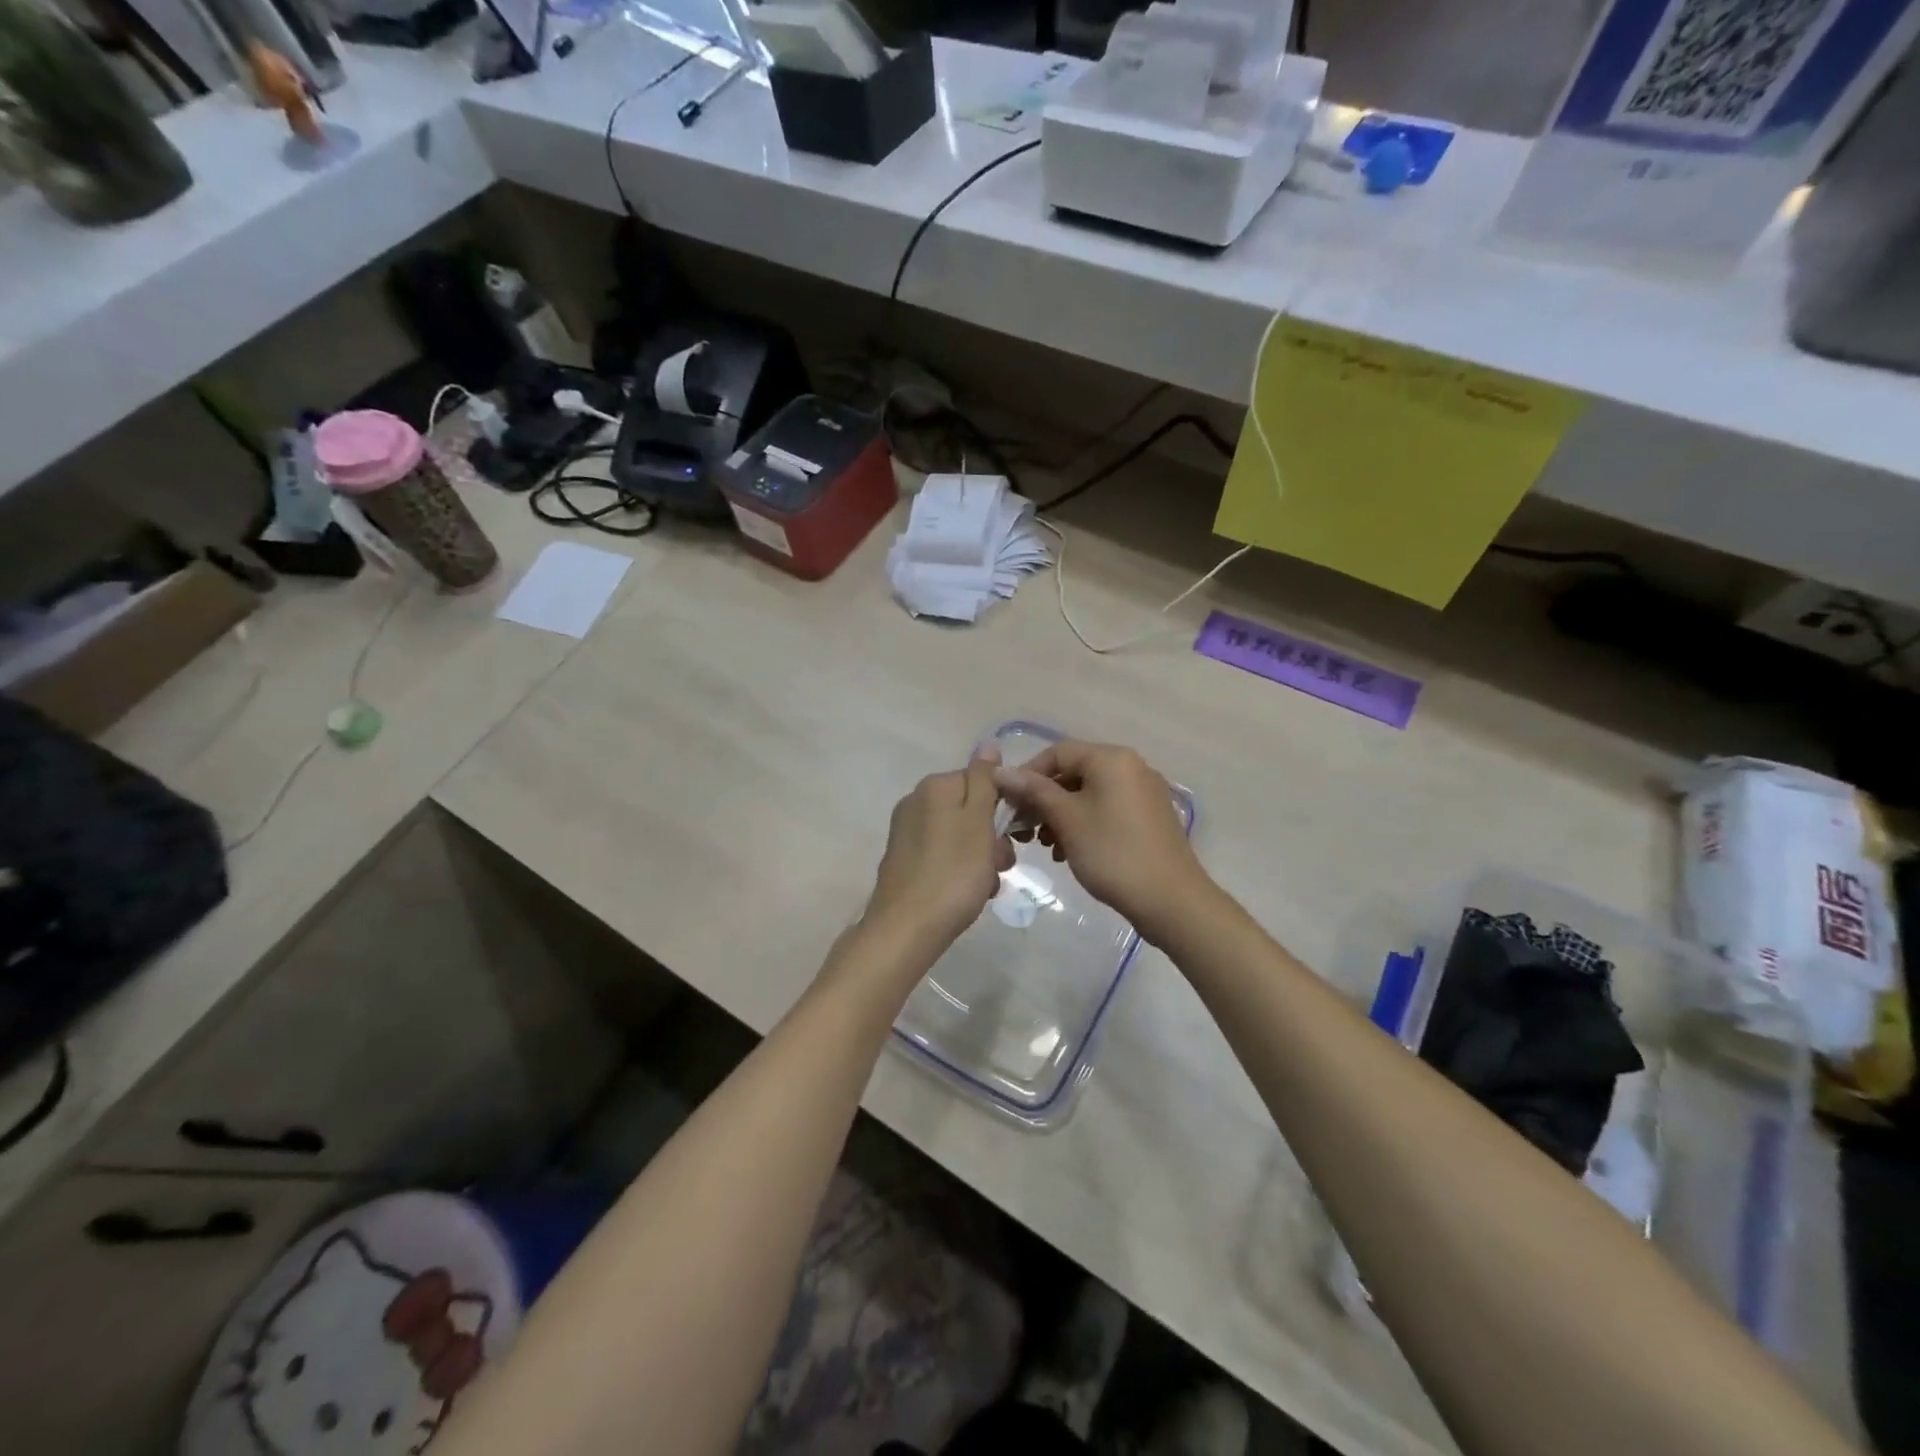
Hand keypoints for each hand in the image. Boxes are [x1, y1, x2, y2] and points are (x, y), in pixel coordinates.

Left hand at [861, 745, 1014, 957]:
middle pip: (970, 808)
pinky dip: (961, 870)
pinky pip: (944, 855)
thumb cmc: (953, 873)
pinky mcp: (904, 859)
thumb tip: (988, 743)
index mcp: (934, 787)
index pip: (981, 780)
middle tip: (1001, 865)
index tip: (1015, 836)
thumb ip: (984, 781)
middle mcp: (916, 801)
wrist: (906, 929)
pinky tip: (969, 894)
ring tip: (987, 885)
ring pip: (960, 835)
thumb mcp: (978, 823)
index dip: (1003, 807)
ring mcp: (907, 832)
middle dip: (992, 836)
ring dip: (981, 857)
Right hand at [993, 740, 1209, 940]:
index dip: (1028, 774)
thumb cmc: (1113, 853)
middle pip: (1074, 772)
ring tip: (1045, 845)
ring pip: (1089, 794)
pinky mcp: (1149, 817)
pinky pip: (1107, 809)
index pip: (1058, 752)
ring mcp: (1144, 792)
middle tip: (1023, 829)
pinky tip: (1068, 851)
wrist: (1170, 900)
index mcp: (1112, 759)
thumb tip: (1001, 771)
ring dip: (1061, 815)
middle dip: (1044, 799)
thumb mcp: (1067, 819)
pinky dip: (1083, 823)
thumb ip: (1034, 791)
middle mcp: (1131, 767)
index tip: (1008, 803)